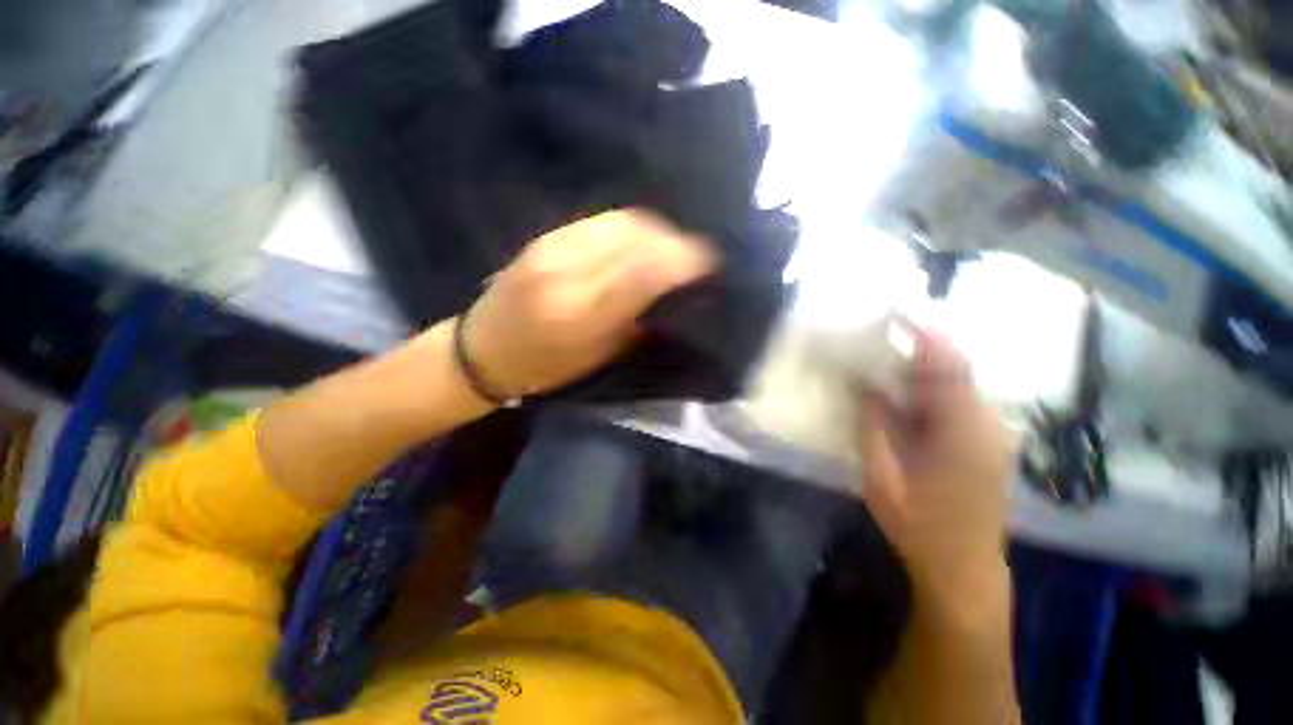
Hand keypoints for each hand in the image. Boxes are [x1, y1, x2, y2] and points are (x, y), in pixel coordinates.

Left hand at [461, 209, 715, 398]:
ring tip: (670, 246)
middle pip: (635, 237)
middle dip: (673, 241)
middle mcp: (567, 271)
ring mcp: (553, 247)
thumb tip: (669, 292)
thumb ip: (634, 320)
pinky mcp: (545, 236)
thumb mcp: (596, 356)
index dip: (681, 260)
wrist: (481, 350)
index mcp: (581, 312)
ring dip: (654, 230)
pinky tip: (640, 240)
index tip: (709, 261)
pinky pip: (599, 220)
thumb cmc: (544, 367)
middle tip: (693, 254)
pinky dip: (630, 227)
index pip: (643, 271)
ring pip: (620, 222)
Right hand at [857, 331, 1014, 618]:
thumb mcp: (883, 475)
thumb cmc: (919, 524)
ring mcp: (991, 435)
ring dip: (922, 371)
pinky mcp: (987, 444)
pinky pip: (958, 403)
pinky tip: (903, 397)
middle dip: (918, 350)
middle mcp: (987, 424)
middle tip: (877, 340)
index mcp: (963, 430)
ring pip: (957, 386)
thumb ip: (875, 425)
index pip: (950, 366)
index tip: (897, 314)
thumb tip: (868, 386)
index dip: (926, 335)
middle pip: (955, 371)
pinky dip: (930, 391)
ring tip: (884, 364)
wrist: (963, 567)